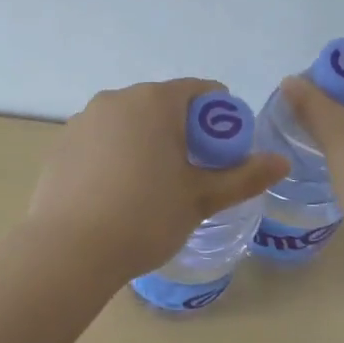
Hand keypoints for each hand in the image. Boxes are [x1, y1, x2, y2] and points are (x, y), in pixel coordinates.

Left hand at [27, 79, 289, 282]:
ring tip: (152, 188)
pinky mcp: (62, 144)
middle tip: (192, 175)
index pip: (201, 91)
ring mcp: (84, 120)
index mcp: (155, 101)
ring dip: (148, 142)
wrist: (68, 251)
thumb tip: (282, 162)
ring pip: (130, 123)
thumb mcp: (200, 199)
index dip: (221, 119)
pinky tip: (116, 194)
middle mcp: (117, 99)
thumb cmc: (145, 217)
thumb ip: (243, 177)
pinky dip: (117, 155)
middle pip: (164, 105)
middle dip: (184, 132)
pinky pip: (102, 140)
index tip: (222, 154)